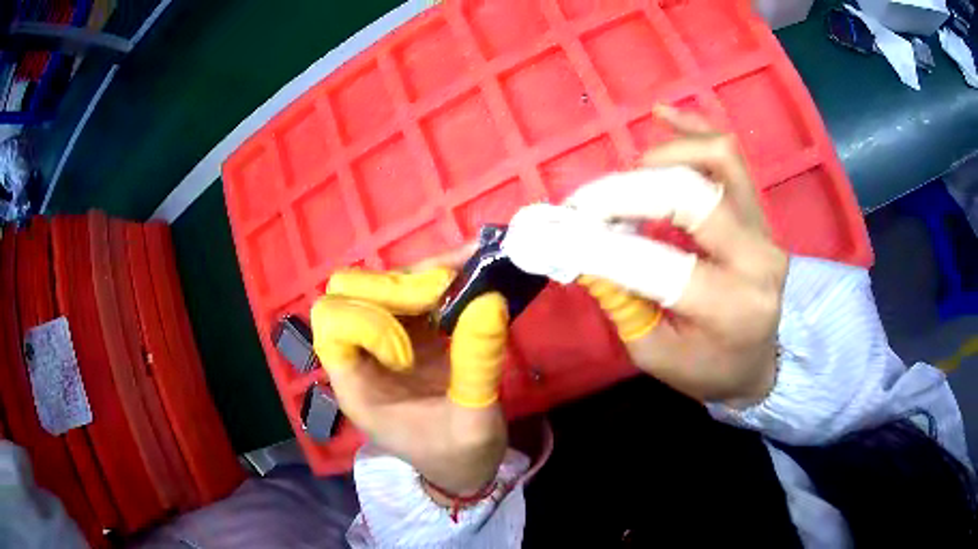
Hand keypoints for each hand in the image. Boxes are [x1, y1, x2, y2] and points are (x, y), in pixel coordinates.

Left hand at [310, 264, 508, 497]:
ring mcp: (382, 340)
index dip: (370, 323)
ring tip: (466, 274)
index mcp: (357, 387)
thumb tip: (491, 300)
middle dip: (393, 287)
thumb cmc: (459, 457)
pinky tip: (468, 276)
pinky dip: (435, 279)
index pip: (332, 326)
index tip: (413, 351)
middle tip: (444, 294)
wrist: (465, 468)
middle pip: (347, 293)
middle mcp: (360, 355)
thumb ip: (478, 366)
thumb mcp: (476, 424)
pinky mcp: (408, 332)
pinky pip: (409, 290)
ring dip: (419, 276)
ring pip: (378, 284)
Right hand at [570, 105, 787, 404]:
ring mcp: (764, 228)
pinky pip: (729, 157)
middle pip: (690, 195)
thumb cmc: (707, 369)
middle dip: (624, 192)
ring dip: (660, 157)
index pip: (657, 264)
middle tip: (584, 205)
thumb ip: (620, 301)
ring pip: (717, 159)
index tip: (559, 233)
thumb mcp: (655, 354)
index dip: (600, 245)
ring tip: (625, 176)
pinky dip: (693, 129)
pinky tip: (662, 115)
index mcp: (730, 307)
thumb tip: (581, 249)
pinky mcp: (760, 212)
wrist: (759, 362)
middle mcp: (756, 258)